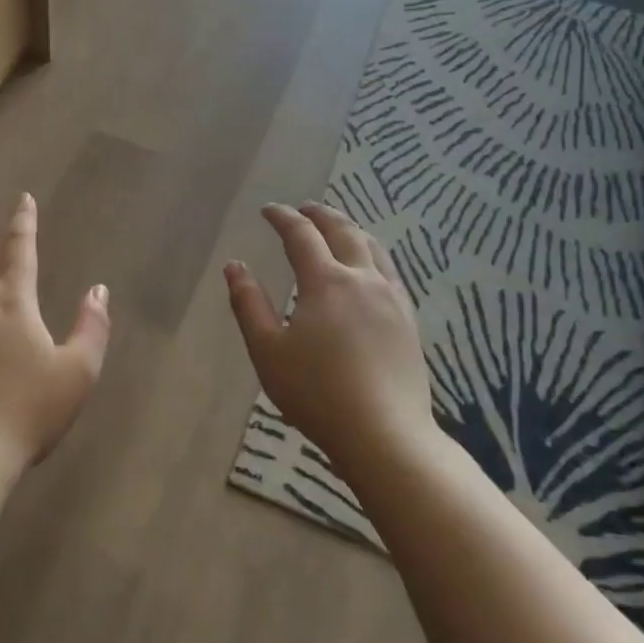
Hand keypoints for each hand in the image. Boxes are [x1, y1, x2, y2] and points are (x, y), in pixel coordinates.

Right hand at [225, 203, 433, 473]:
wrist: (385, 434)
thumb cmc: (317, 392)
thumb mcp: (267, 350)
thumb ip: (249, 304)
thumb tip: (234, 266)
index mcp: (326, 282)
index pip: (301, 234)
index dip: (283, 217)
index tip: (268, 210)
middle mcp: (362, 279)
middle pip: (344, 231)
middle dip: (320, 215)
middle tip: (304, 209)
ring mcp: (391, 298)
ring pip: (373, 247)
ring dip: (351, 229)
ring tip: (337, 228)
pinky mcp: (408, 320)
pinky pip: (390, 271)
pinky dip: (373, 254)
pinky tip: (370, 268)